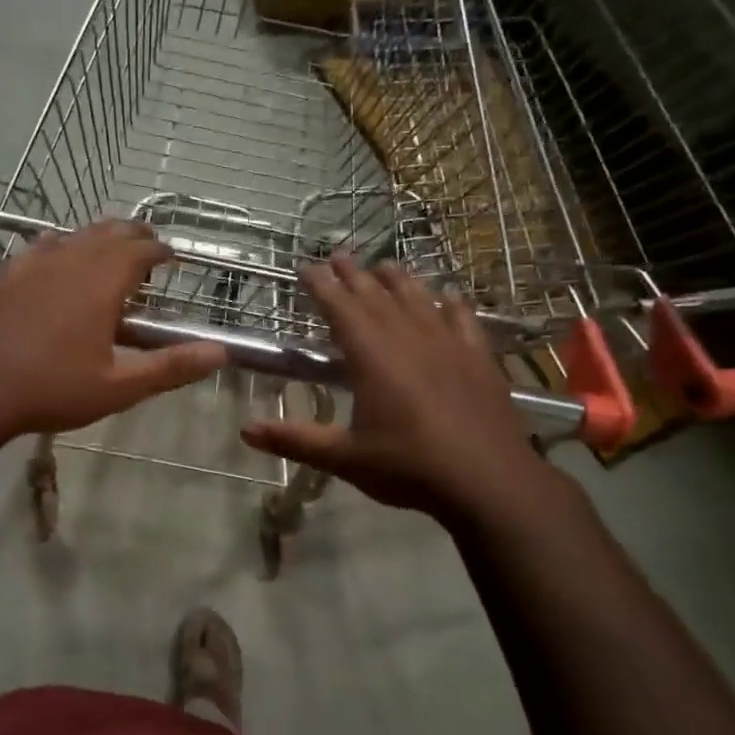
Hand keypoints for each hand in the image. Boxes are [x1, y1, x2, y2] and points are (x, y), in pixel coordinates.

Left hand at [0, 220, 226, 439]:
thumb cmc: (51, 389)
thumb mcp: (118, 386)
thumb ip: (170, 367)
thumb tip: (220, 353)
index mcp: (101, 283)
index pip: (139, 249)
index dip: (159, 250)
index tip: (171, 257)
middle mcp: (69, 261)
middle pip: (108, 232)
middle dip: (133, 235)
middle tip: (147, 248)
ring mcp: (31, 264)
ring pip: (73, 235)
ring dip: (97, 238)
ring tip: (107, 251)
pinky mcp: (3, 274)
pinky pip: (39, 247)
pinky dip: (59, 247)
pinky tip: (54, 261)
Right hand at [241, 256, 555, 520]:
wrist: (490, 481)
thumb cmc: (410, 467)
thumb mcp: (345, 458)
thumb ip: (295, 440)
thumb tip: (245, 431)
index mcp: (372, 357)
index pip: (340, 308)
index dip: (321, 285)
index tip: (307, 267)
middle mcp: (408, 338)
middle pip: (376, 295)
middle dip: (354, 274)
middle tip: (338, 254)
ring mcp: (448, 344)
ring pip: (418, 299)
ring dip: (398, 280)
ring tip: (384, 265)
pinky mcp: (478, 358)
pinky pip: (462, 319)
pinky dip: (450, 304)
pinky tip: (447, 297)